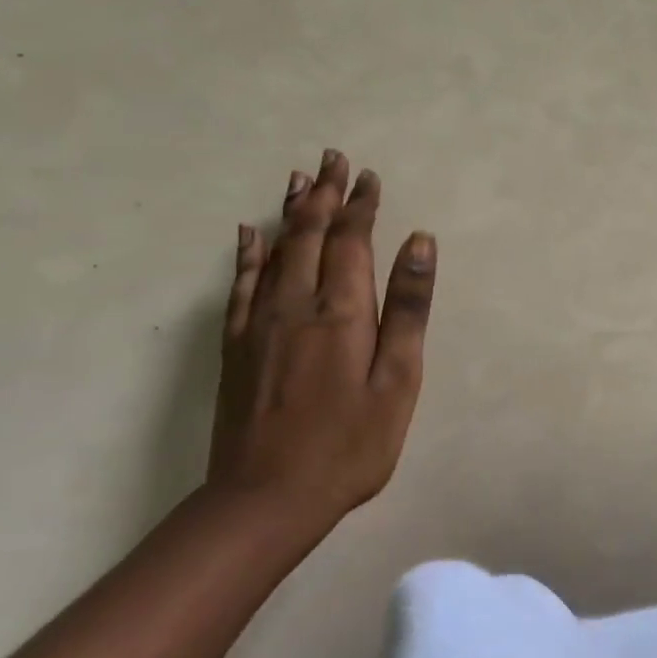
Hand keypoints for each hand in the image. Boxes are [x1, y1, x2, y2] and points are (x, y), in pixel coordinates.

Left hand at [209, 150, 436, 547]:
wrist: (265, 499)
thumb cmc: (349, 444)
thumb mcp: (398, 380)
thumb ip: (408, 309)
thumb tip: (419, 242)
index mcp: (341, 310)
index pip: (351, 240)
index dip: (361, 205)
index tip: (369, 176)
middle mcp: (296, 303)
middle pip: (311, 233)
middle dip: (325, 194)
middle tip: (333, 158)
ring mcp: (259, 322)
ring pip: (276, 250)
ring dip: (291, 212)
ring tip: (299, 178)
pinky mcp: (237, 345)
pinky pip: (240, 283)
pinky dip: (247, 253)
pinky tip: (249, 233)